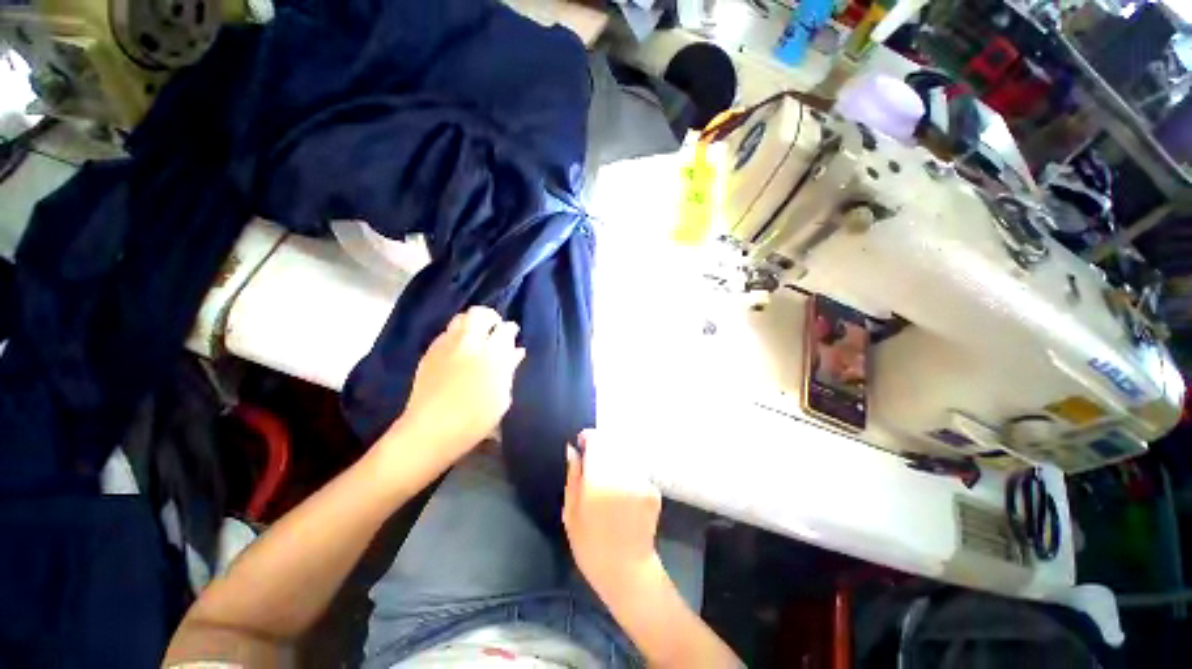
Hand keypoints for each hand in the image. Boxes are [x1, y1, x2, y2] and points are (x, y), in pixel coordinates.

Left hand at [394, 306, 525, 458]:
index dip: (511, 330)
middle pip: (480, 314)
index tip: (513, 335)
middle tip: (495, 328)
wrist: (431, 431)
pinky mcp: (430, 352)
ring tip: (477, 335)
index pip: (506, 329)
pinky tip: (459, 348)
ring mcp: (447, 346)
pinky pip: (446, 333)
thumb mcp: (502, 397)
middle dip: (490, 317)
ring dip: (472, 322)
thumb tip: (517, 351)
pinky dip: (456, 334)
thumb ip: (509, 370)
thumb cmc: (475, 420)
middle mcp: (470, 343)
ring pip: (460, 318)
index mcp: (493, 355)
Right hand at [563, 429, 662, 601]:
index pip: (596, 440)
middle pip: (612, 444)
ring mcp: (640, 481)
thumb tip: (572, 449)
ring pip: (624, 455)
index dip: (588, 438)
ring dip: (615, 459)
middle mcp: (622, 475)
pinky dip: (627, 473)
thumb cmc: (590, 545)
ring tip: (607, 481)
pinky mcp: (652, 489)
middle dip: (601, 449)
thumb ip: (573, 476)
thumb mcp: (571, 512)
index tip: (582, 444)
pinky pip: (636, 470)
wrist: (626, 571)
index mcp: (598, 480)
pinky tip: (621, 492)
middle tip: (593, 464)